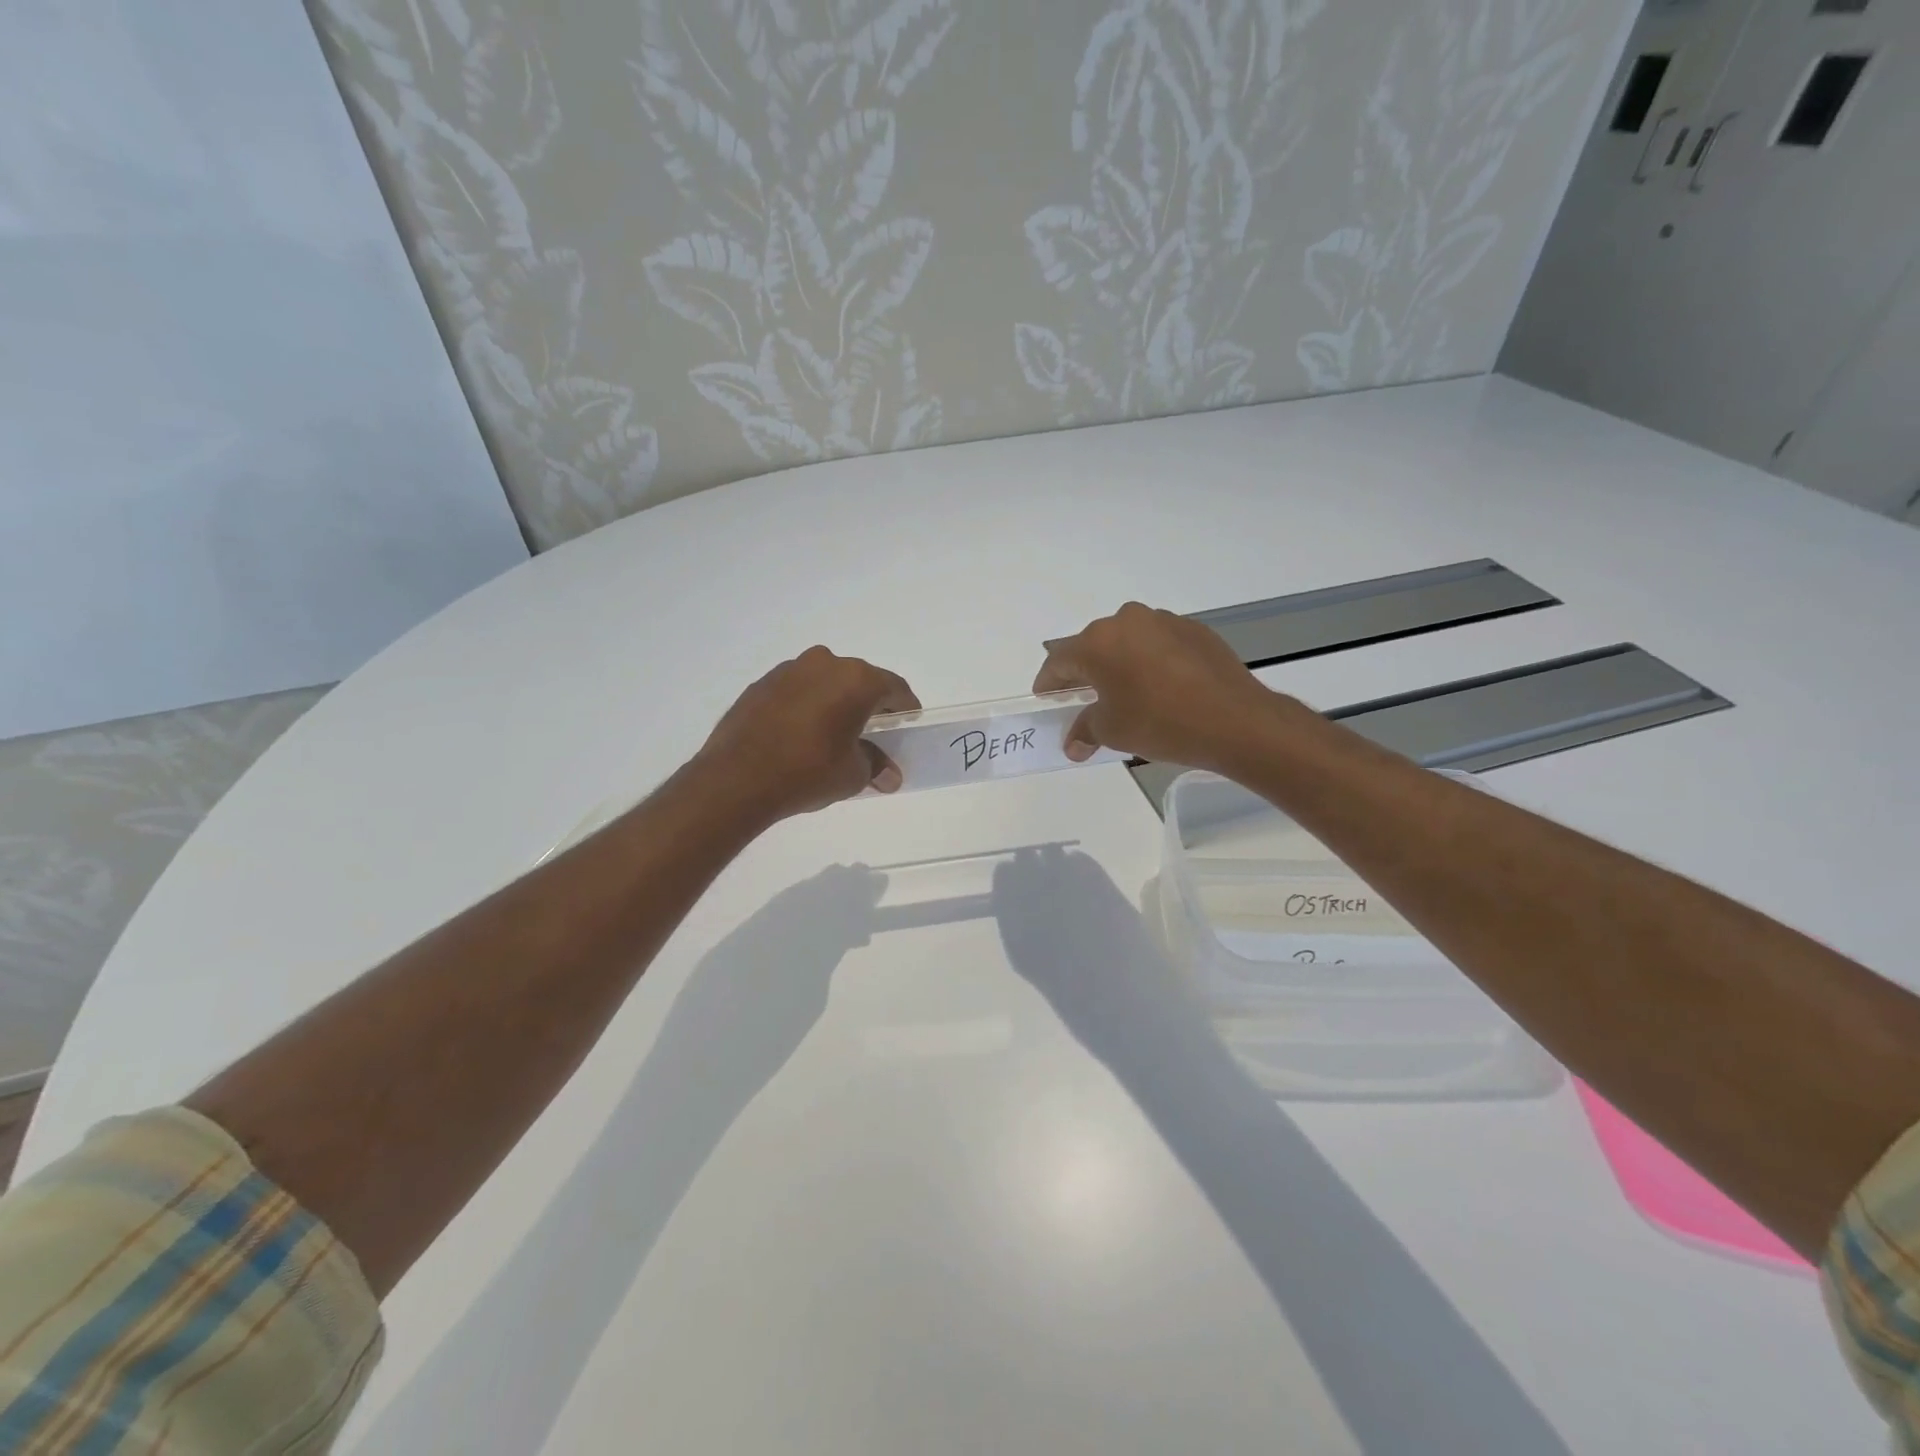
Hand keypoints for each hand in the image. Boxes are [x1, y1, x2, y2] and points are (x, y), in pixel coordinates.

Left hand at [698, 646, 919, 820]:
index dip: (905, 709)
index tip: (907, 726)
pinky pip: (797, 690)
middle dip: (869, 704)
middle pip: (859, 680)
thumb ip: (876, 766)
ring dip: (835, 702)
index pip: (894, 688)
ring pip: (825, 682)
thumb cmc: (808, 772)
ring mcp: (789, 670)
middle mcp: (824, 663)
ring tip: (833, 734)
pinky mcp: (761, 684)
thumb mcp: (853, 775)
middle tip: (873, 733)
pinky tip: (801, 734)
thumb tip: (889, 775)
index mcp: (856, 679)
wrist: (737, 779)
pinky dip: (806, 706)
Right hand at [1034, 602, 1285, 770]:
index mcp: (1097, 642)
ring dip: (1120, 664)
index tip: (1046, 700)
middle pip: (1093, 646)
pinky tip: (1162, 688)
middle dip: (1085, 673)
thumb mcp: (1112, 731)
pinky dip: (1151, 662)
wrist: (1234, 720)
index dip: (1049, 683)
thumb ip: (1085, 730)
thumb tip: (1074, 744)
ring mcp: (1164, 621)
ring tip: (1127, 694)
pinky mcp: (1195, 630)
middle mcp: (1126, 620)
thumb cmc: (1159, 723)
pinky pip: (1159, 644)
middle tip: (1084, 700)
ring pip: (1128, 642)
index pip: (1059, 661)